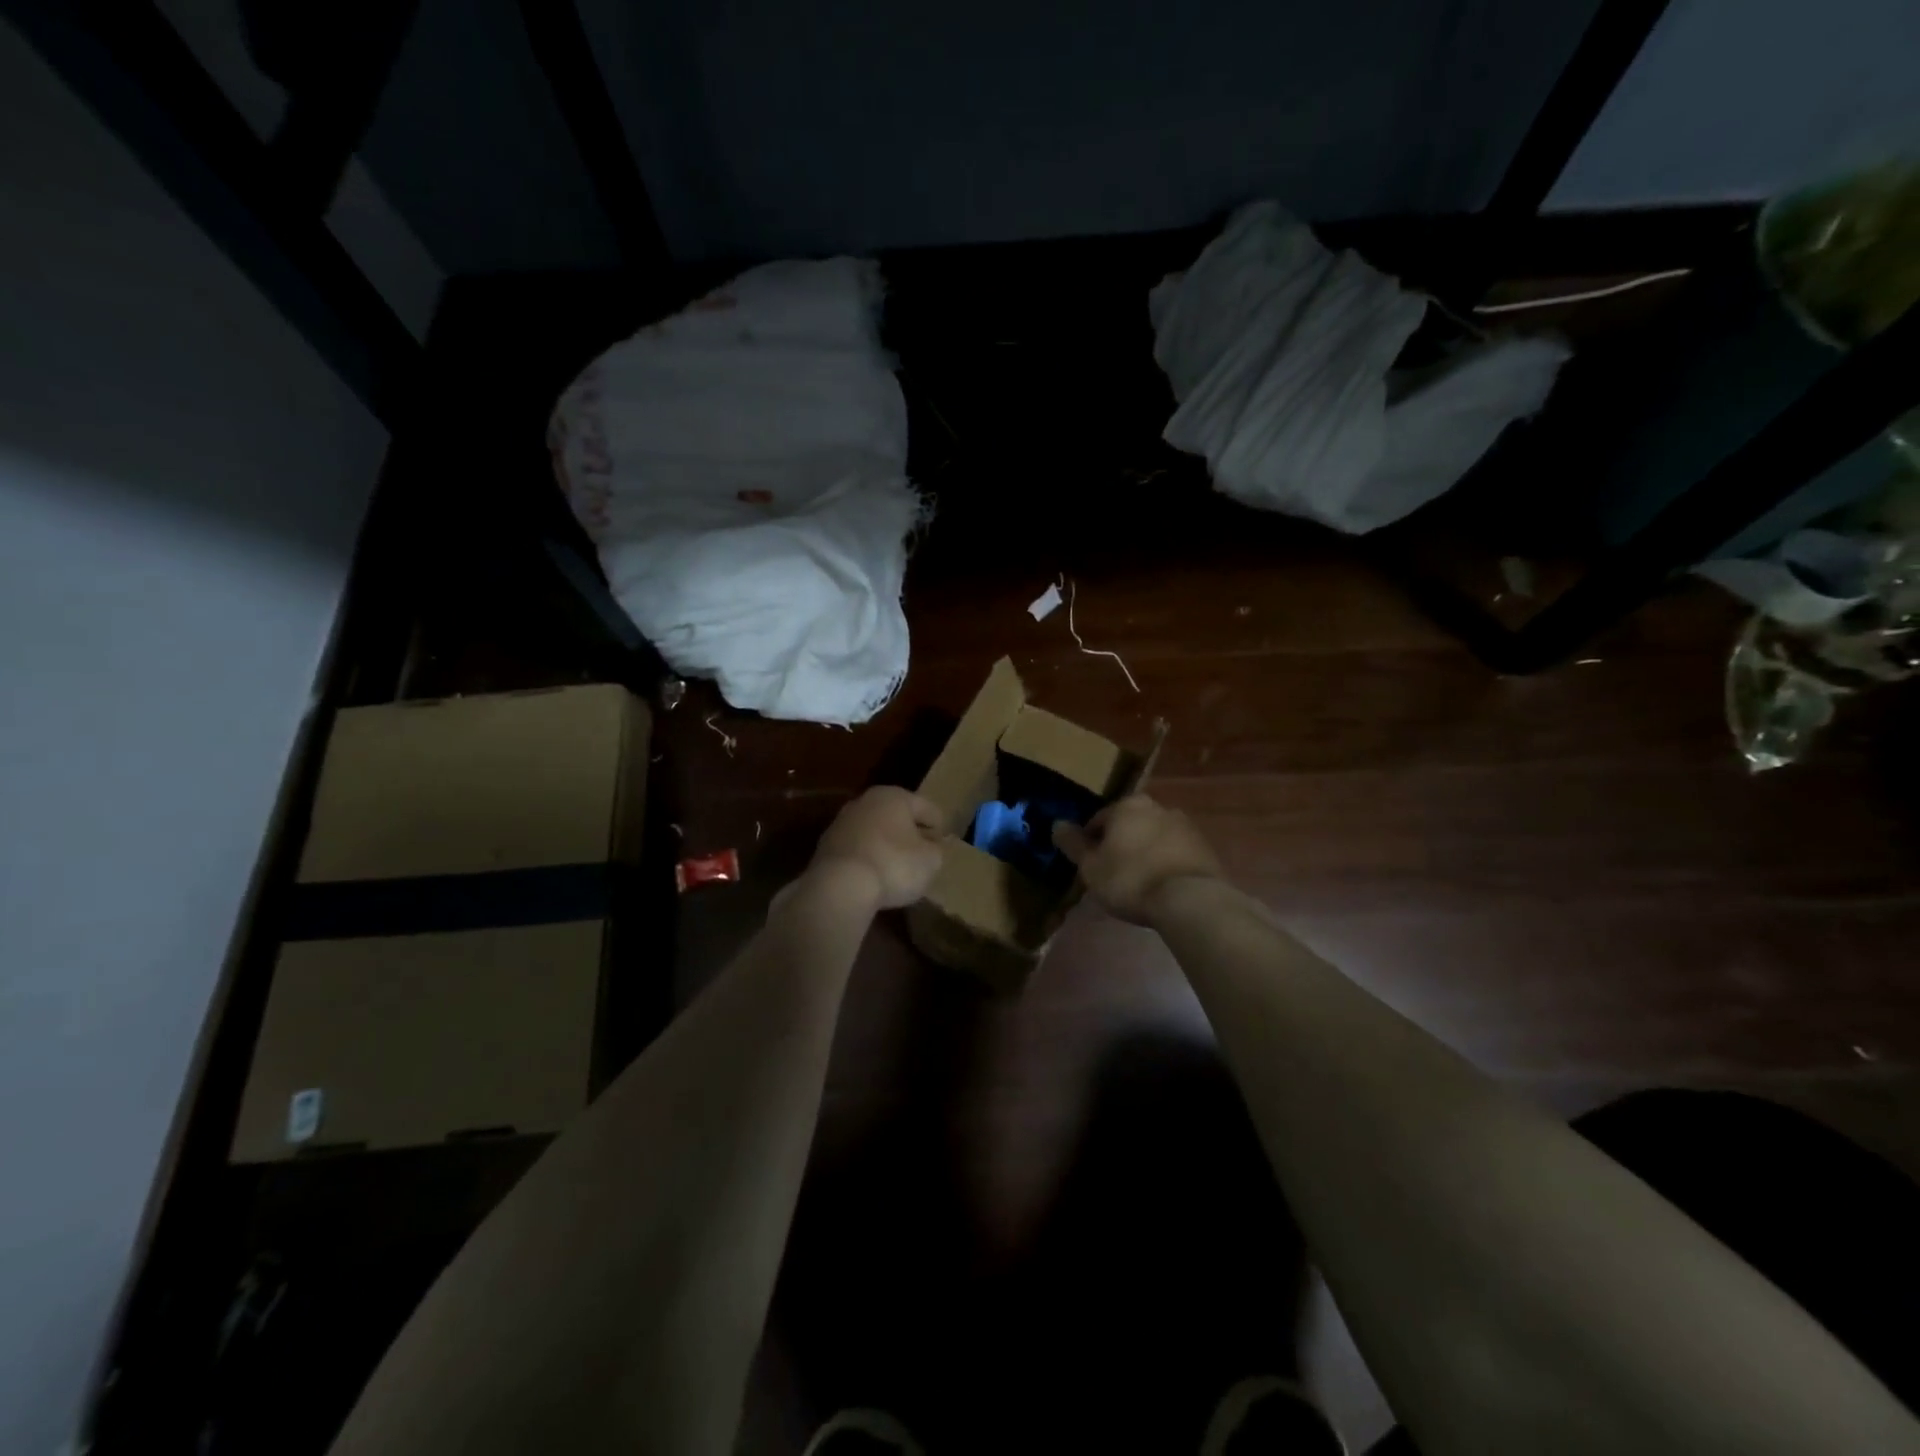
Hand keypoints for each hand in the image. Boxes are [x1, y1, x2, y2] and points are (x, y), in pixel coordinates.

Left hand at [808, 786, 945, 909]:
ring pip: (874, 831)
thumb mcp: (930, 860)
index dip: (939, 825)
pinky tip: (875, 876)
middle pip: (896, 816)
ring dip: (886, 845)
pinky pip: (858, 849)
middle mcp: (865, 802)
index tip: (944, 843)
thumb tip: (931, 847)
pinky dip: (868, 858)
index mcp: (893, 796)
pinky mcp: (826, 847)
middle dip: (910, 832)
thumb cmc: (894, 865)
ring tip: (898, 867)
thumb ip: (936, 850)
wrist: (840, 886)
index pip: (926, 807)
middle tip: (923, 852)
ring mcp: (841, 823)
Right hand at [1052, 794, 1222, 924]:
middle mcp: (1158, 807)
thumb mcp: (1091, 866)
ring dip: (1145, 853)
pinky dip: (1166, 864)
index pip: (1099, 820)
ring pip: (1154, 837)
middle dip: (1120, 844)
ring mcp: (1185, 826)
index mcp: (1128, 806)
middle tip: (1113, 873)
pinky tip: (1161, 887)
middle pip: (1129, 825)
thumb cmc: (1130, 879)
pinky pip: (1175, 853)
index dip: (1090, 842)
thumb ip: (1073, 844)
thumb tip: (1057, 824)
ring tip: (1138, 883)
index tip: (1089, 865)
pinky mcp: (1205, 848)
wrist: (1189, 899)